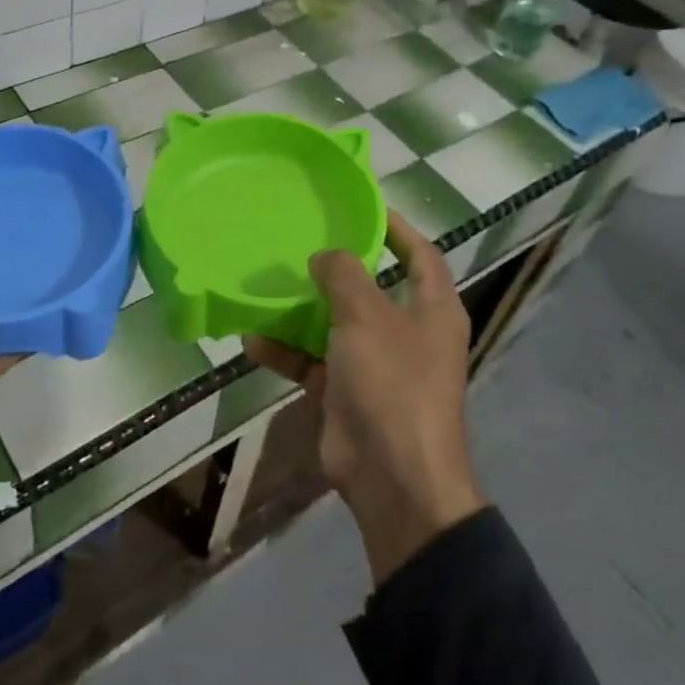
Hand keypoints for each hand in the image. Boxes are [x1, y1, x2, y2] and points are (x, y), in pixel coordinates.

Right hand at [246, 209, 483, 584]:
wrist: (394, 478)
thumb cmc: (393, 382)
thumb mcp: (366, 316)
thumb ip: (344, 275)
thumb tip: (325, 255)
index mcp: (432, 309)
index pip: (420, 254)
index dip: (397, 227)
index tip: (362, 206)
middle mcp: (407, 332)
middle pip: (371, 288)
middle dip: (337, 267)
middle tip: (301, 240)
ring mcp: (376, 364)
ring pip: (335, 325)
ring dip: (303, 310)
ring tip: (268, 283)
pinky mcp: (347, 393)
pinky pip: (313, 362)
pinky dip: (286, 352)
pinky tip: (252, 339)